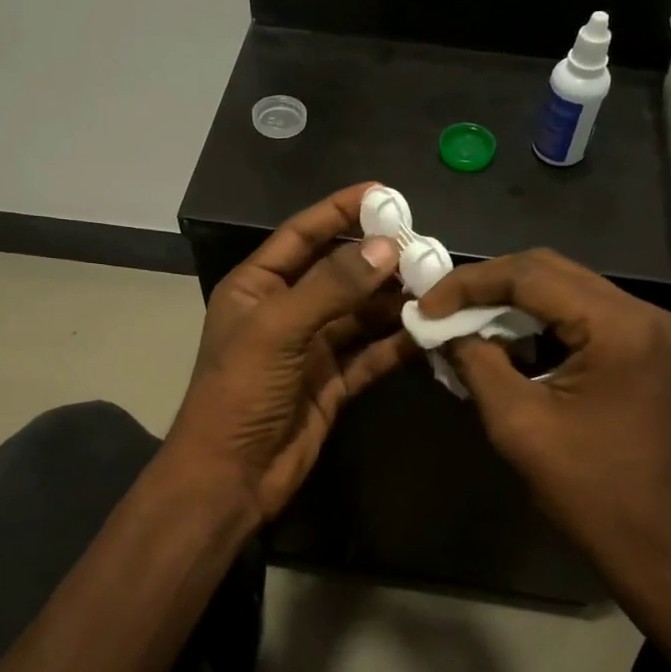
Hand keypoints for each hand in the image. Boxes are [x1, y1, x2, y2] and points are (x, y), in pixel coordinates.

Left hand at [166, 183, 411, 523]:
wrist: (230, 477)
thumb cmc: (240, 392)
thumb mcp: (278, 330)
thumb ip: (331, 287)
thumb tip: (386, 248)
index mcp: (257, 287)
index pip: (302, 235)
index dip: (340, 212)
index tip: (385, 194)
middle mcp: (286, 311)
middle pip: (339, 273)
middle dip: (379, 260)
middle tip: (427, 247)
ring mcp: (311, 349)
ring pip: (361, 314)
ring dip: (395, 301)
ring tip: (439, 285)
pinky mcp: (333, 383)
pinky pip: (371, 353)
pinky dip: (397, 342)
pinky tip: (430, 331)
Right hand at [416, 248, 670, 589]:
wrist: (654, 541)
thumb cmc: (586, 488)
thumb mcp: (517, 423)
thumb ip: (475, 362)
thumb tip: (440, 329)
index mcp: (617, 325)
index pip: (530, 275)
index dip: (469, 284)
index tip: (425, 307)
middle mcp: (640, 312)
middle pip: (549, 270)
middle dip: (487, 286)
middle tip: (440, 309)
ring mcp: (647, 329)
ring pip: (564, 289)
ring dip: (511, 303)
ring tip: (463, 323)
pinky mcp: (642, 349)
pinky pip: (580, 316)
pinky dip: (537, 323)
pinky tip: (505, 343)